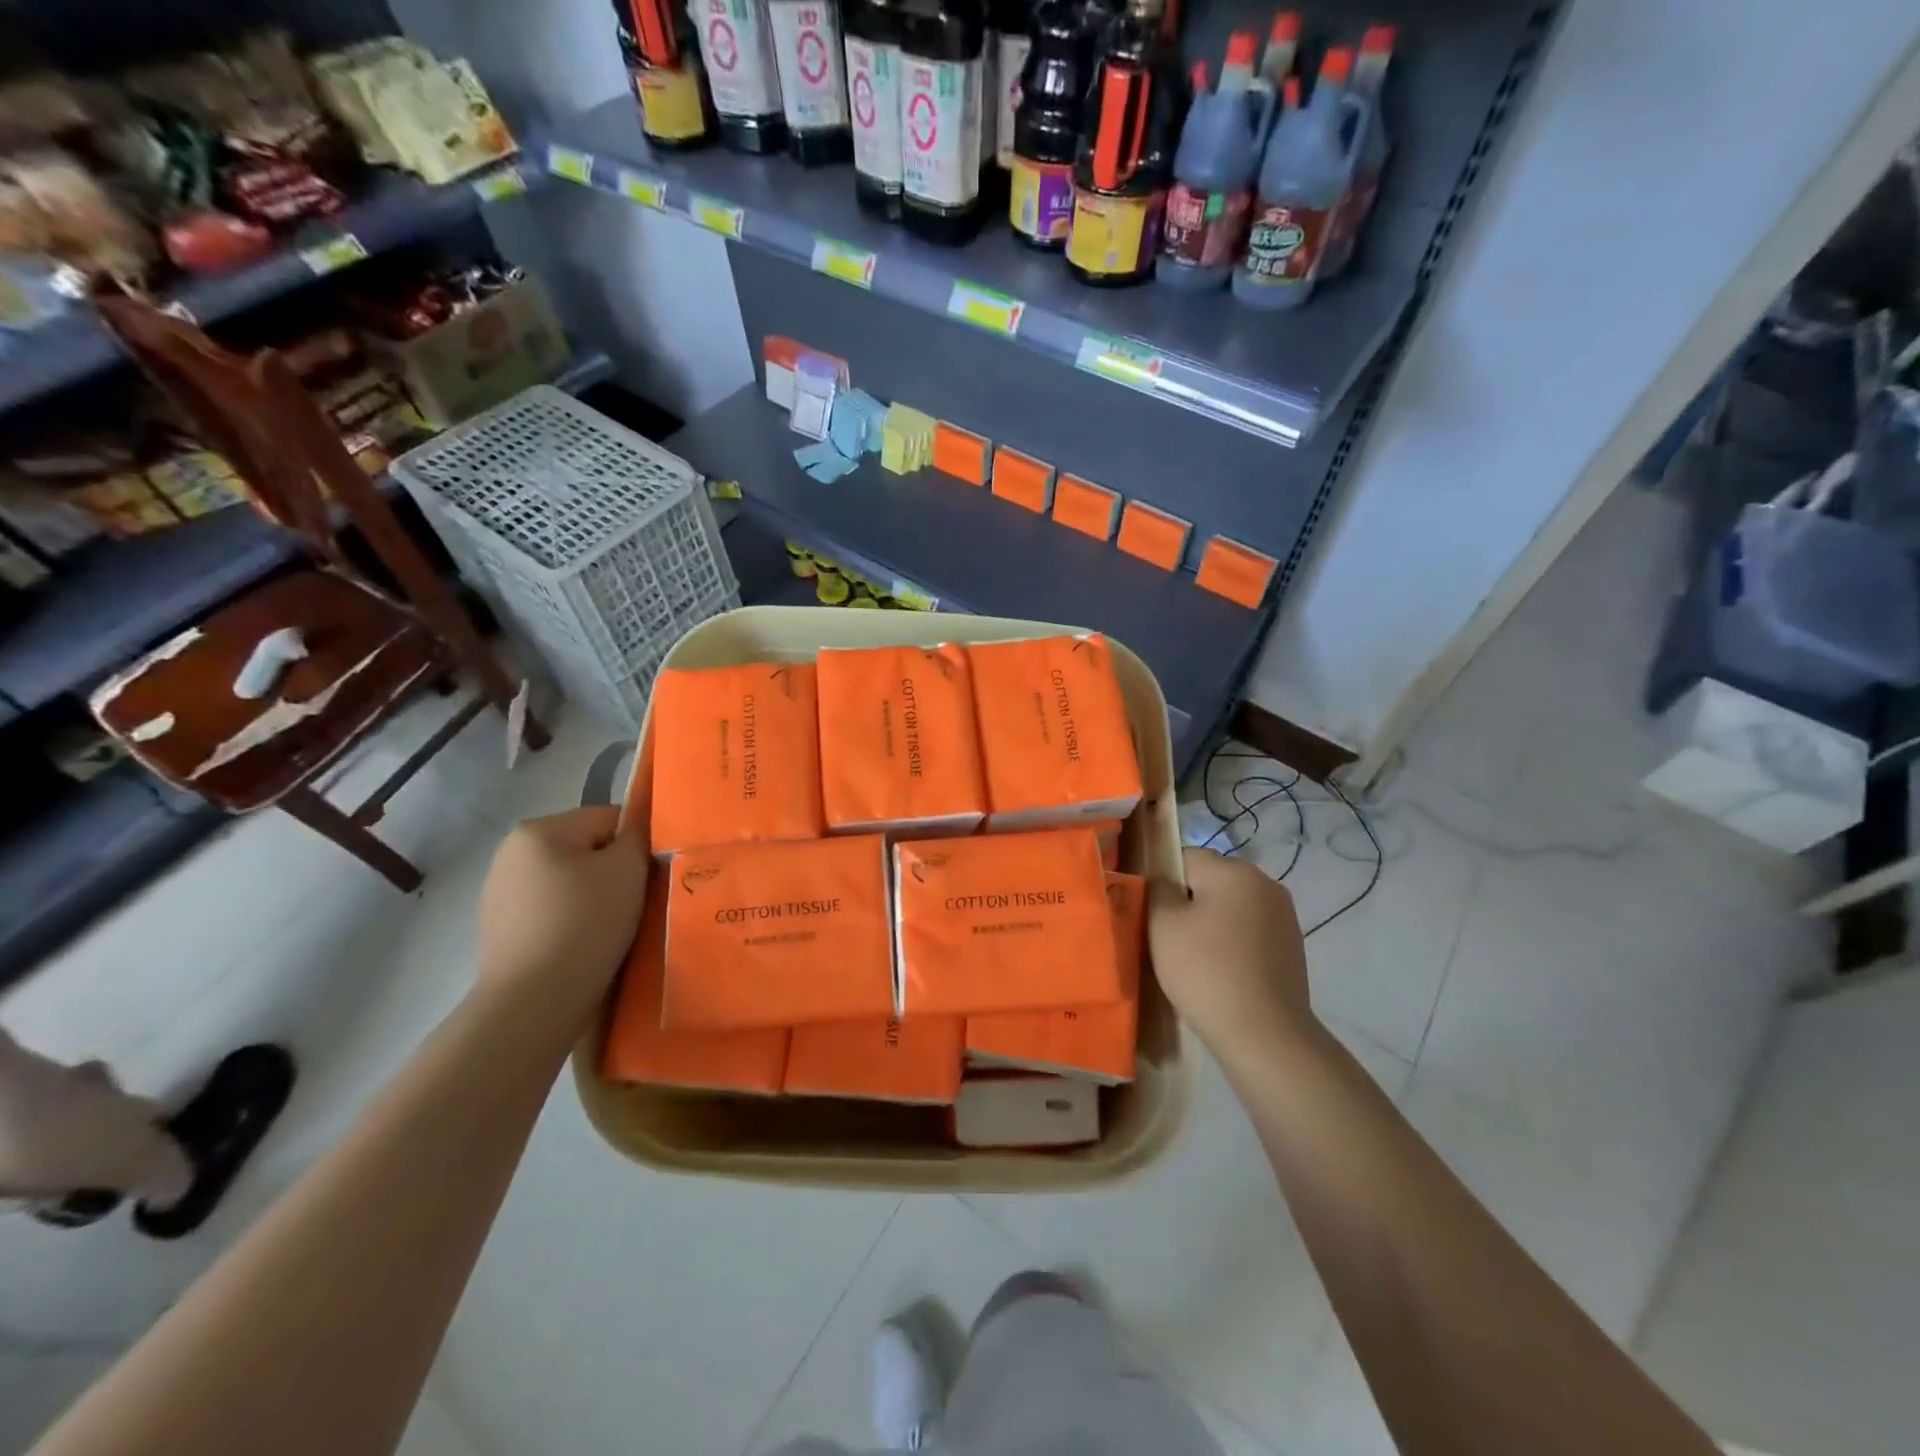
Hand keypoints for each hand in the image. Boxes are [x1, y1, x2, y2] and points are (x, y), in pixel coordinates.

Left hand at [476, 808, 649, 1022]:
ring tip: (614, 930)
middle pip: (587, 850)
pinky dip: (574, 923)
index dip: (637, 843)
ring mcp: (501, 894)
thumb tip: (638, 830)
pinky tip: (587, 947)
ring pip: (571, 883)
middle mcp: (511, 854)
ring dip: (596, 899)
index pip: (609, 818)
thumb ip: (638, 837)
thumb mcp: (628, 868)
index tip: (651, 875)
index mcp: (538, 830)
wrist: (533, 1003)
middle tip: (637, 904)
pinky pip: (554, 913)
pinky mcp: (503, 932)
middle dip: (614, 872)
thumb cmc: (584, 924)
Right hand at [1149, 847, 1314, 1067]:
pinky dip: (1235, 944)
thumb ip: (1158, 890)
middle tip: (1171, 940)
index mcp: (1233, 870)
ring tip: (1198, 961)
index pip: (1186, 857)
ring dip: (1214, 925)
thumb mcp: (1162, 924)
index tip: (1154, 916)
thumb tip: (1164, 881)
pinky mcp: (1293, 946)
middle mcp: (1264, 882)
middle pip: (1212, 881)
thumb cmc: (1205, 970)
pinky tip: (1224, 973)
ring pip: (1232, 907)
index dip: (1164, 883)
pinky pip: (1251, 931)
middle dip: (1190, 903)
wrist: (1264, 1033)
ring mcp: (1284, 915)